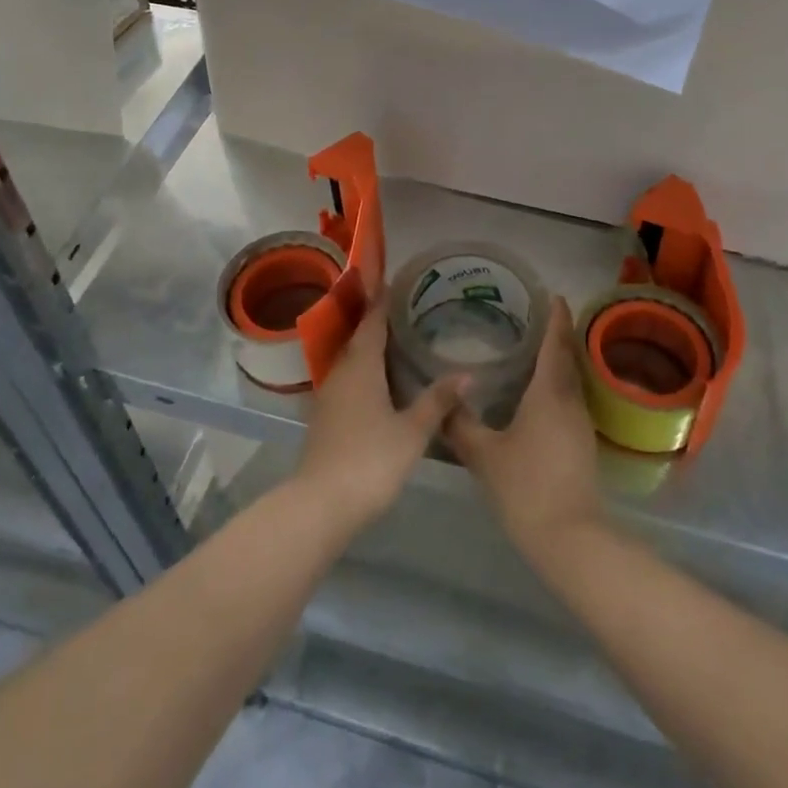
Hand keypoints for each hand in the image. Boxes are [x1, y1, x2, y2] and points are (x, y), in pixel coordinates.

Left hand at [293, 300, 467, 531]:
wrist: (320, 505)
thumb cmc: (371, 460)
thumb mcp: (412, 431)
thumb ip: (437, 401)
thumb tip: (467, 374)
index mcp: (361, 366)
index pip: (372, 322)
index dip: (383, 302)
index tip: (394, 282)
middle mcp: (341, 372)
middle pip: (358, 338)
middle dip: (377, 322)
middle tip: (404, 311)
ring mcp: (328, 396)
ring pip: (351, 361)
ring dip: (369, 349)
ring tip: (396, 343)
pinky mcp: (324, 418)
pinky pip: (347, 381)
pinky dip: (363, 373)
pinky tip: (380, 384)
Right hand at [445, 298, 603, 566]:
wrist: (570, 537)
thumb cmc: (526, 486)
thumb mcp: (484, 454)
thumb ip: (461, 423)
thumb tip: (444, 398)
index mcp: (549, 392)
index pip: (555, 343)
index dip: (555, 317)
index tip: (552, 294)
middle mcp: (570, 400)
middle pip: (567, 357)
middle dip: (557, 333)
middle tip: (536, 315)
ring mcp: (580, 423)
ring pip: (570, 379)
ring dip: (558, 359)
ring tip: (534, 347)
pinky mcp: (581, 443)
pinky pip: (569, 398)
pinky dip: (557, 384)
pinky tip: (537, 393)